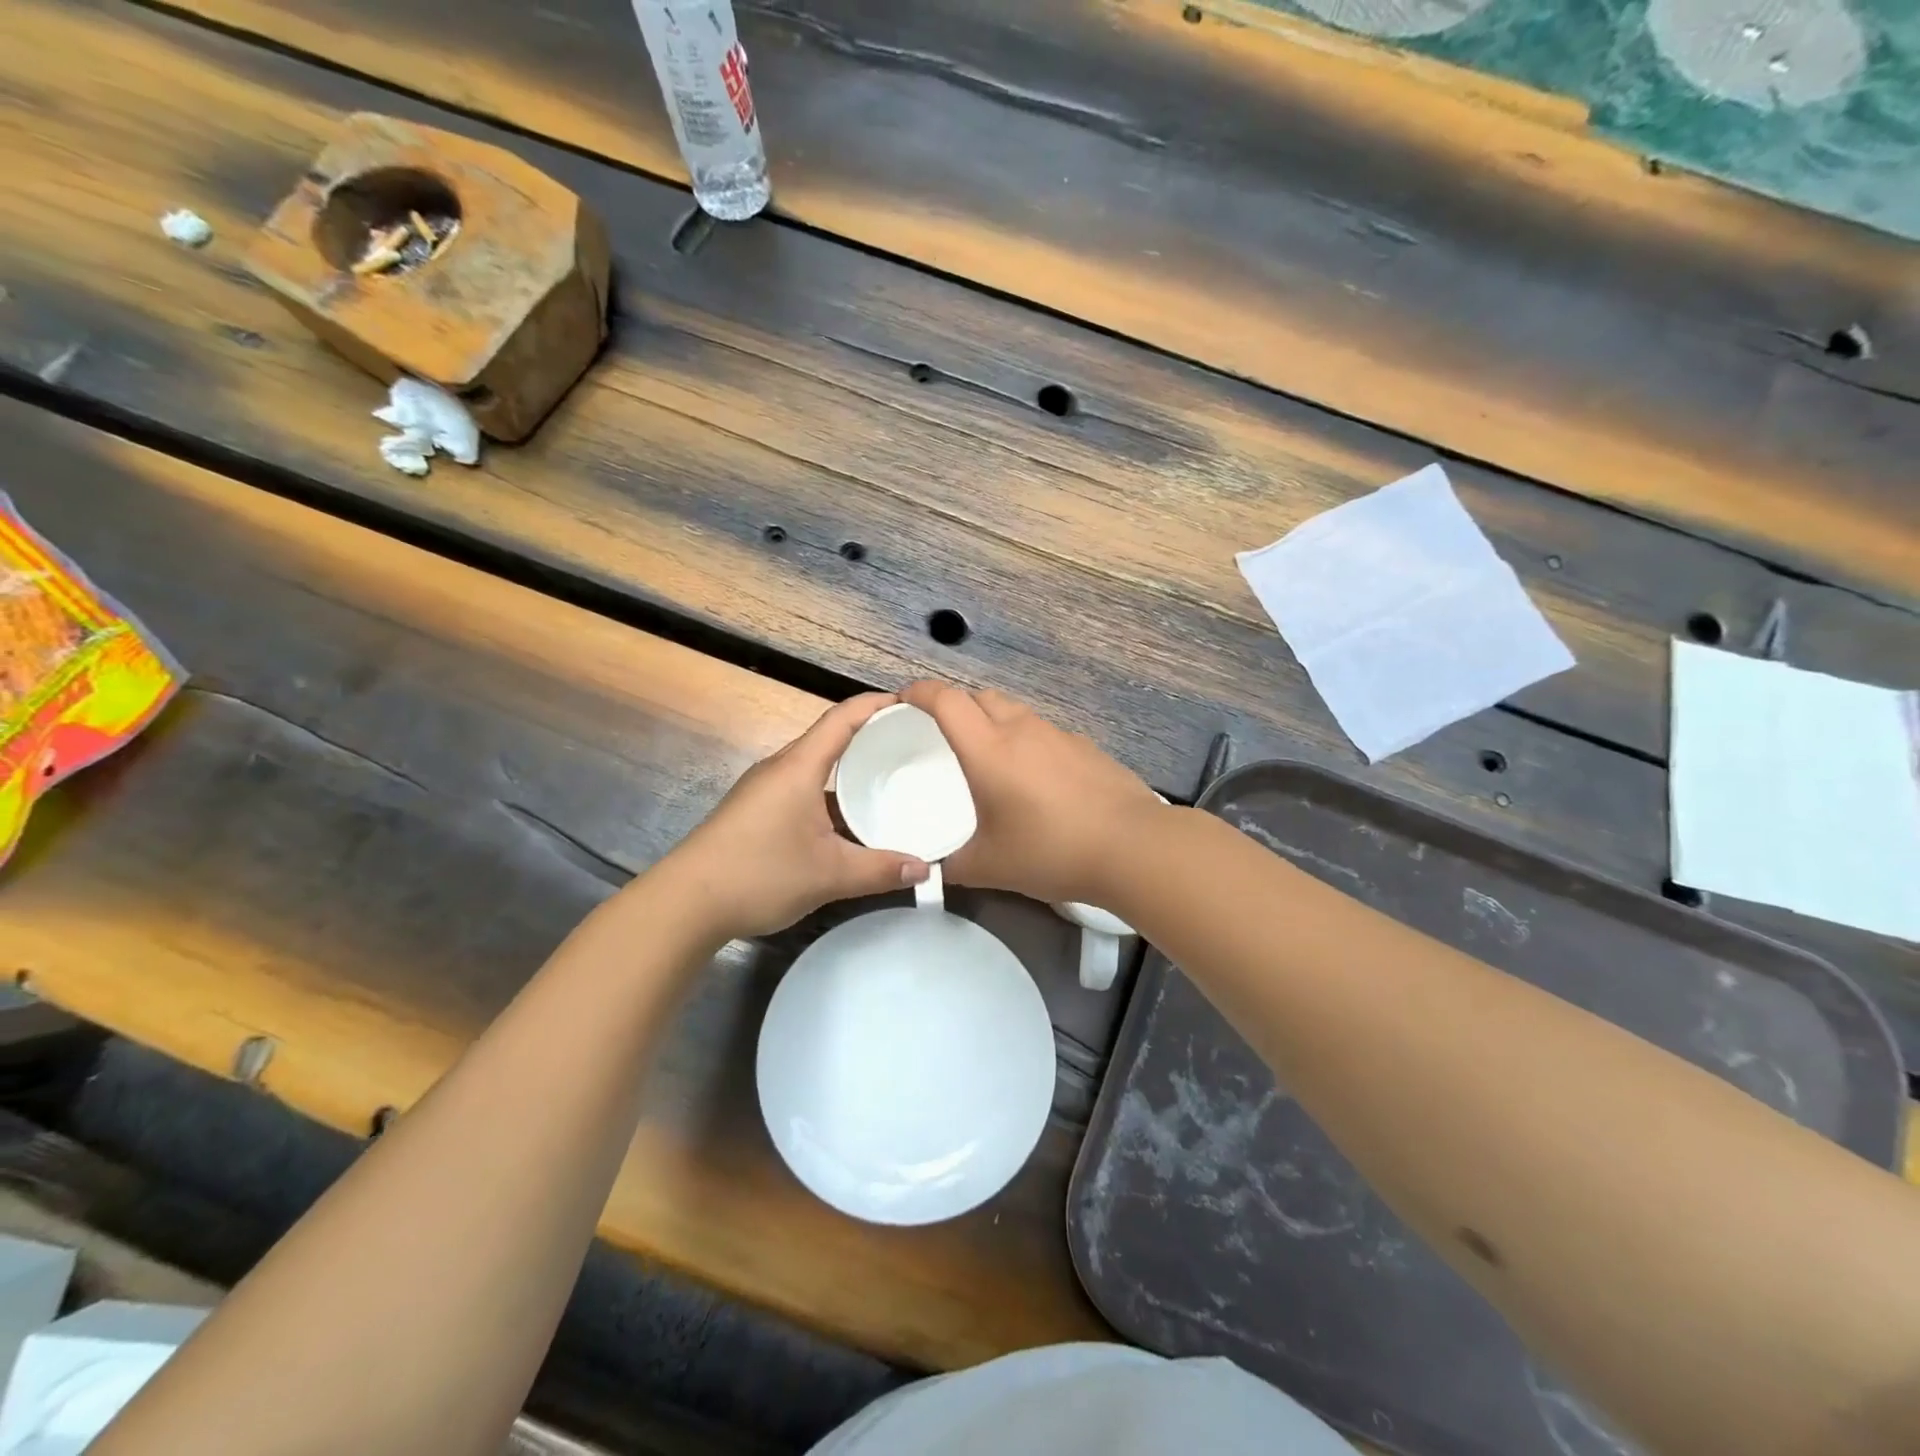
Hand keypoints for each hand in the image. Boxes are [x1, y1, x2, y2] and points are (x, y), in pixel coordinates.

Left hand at [663, 694, 929, 938]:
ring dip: (850, 769)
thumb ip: (880, 870)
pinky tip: (850, 820)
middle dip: (871, 736)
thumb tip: (925, 868)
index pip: (843, 718)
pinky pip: (802, 789)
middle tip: (911, 746)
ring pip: (815, 767)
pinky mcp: (754, 811)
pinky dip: (831, 794)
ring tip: (889, 781)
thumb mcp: (829, 874)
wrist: (685, 904)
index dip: (877, 705)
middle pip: (830, 738)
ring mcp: (764, 790)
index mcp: (799, 767)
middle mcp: (780, 769)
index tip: (912, 705)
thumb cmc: (759, 873)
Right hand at [899, 681, 1162, 905]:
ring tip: (990, 756)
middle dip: (957, 705)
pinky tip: (1036, 778)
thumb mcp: (988, 866)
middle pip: (981, 696)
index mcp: (988, 749)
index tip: (904, 701)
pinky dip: (1028, 741)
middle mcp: (1022, 729)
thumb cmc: (1049, 851)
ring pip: (1016, 711)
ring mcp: (1059, 735)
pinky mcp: (1087, 747)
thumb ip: (952, 864)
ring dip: (995, 721)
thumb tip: (934, 867)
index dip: (919, 692)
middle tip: (945, 735)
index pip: (945, 700)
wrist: (1131, 847)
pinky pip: (1045, 732)